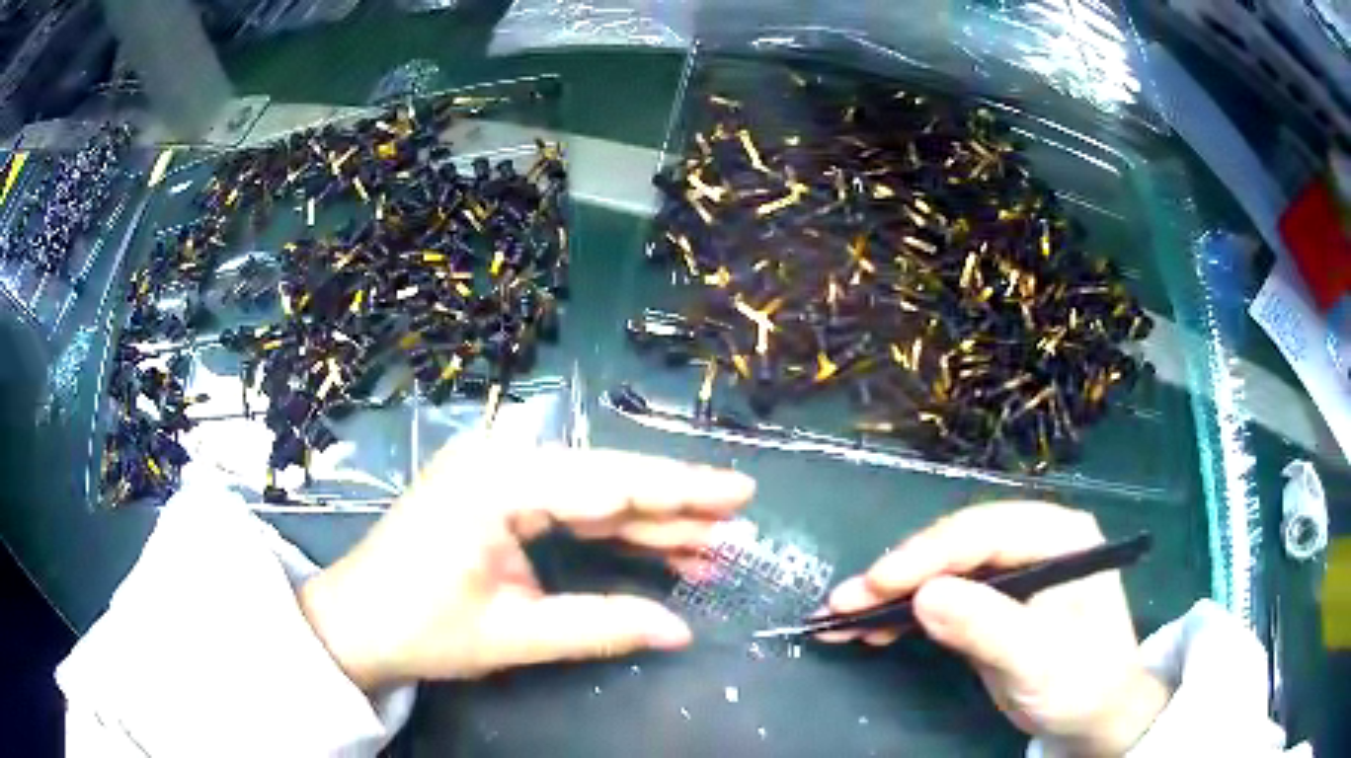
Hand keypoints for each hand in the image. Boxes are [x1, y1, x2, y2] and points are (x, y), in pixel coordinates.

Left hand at [298, 442, 754, 689]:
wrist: (353, 625)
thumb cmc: (421, 628)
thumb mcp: (514, 634)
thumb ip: (601, 625)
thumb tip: (681, 631)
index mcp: (498, 481)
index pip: (608, 481)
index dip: (680, 491)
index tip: (740, 493)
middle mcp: (499, 461)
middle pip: (605, 477)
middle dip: (674, 503)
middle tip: (737, 518)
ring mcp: (495, 475)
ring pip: (591, 491)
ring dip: (648, 519)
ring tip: (710, 544)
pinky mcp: (494, 495)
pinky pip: (566, 506)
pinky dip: (611, 527)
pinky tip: (655, 543)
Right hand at [822, 502, 1169, 756]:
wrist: (1094, 717)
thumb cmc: (1082, 683)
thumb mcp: (1039, 660)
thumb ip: (988, 626)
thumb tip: (923, 596)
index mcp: (1059, 536)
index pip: (985, 531)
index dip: (928, 554)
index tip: (875, 584)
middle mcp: (1034, 543)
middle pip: (957, 545)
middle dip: (899, 574)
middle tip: (843, 601)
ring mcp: (1012, 572)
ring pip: (942, 570)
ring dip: (891, 594)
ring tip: (840, 617)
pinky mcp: (993, 603)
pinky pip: (942, 598)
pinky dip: (904, 613)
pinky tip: (871, 628)